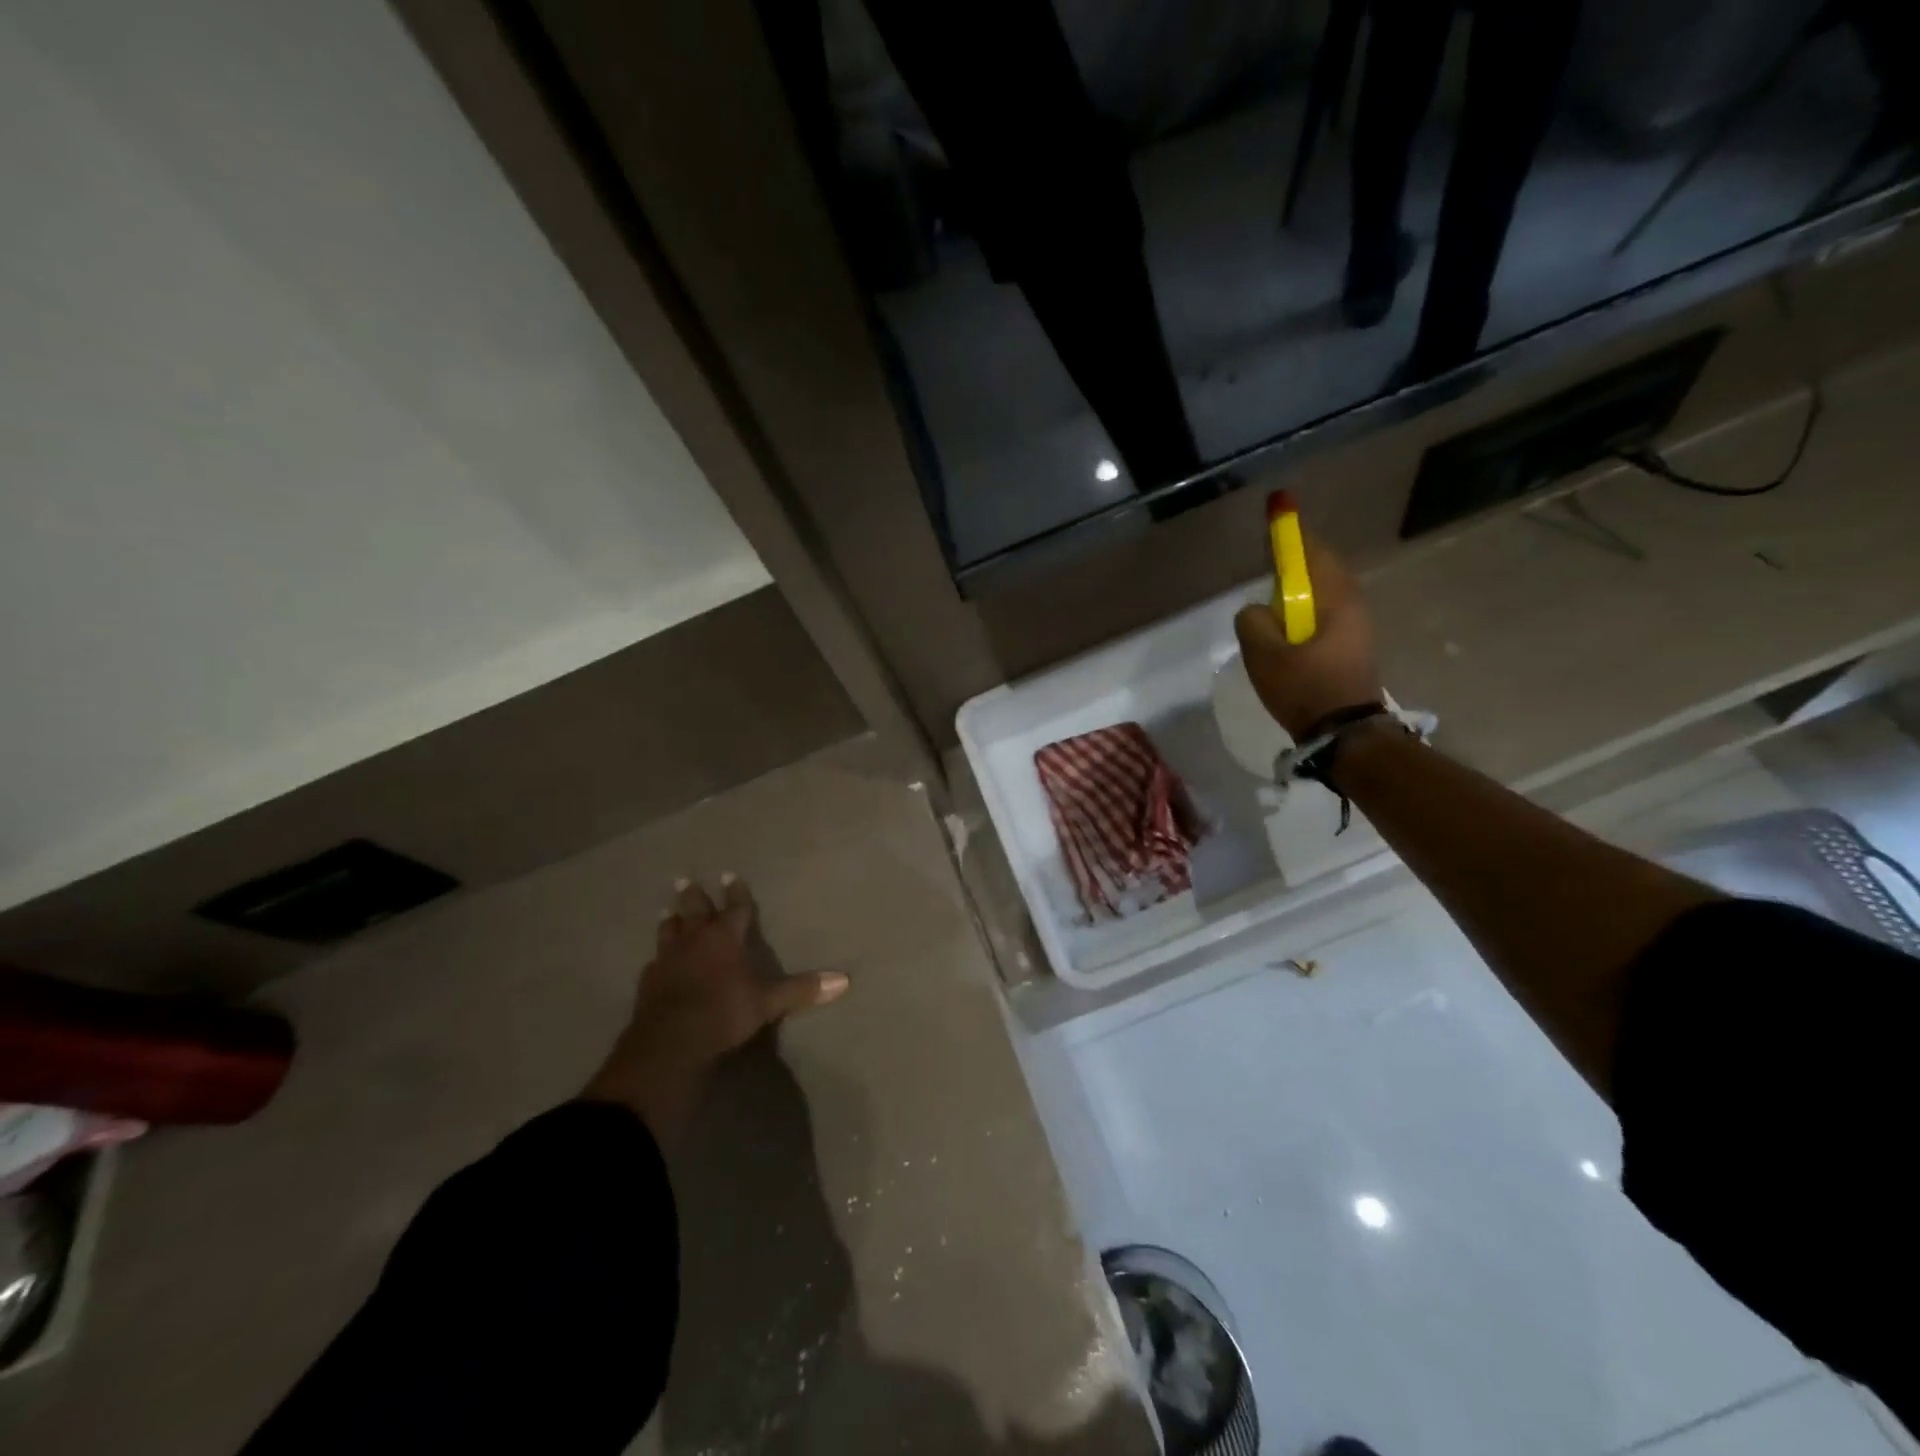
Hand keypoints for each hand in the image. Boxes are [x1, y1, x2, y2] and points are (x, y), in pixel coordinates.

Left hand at [584, 876, 847, 1148]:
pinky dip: (658, 958)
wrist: (672, 1040)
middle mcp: (696, 940)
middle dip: (693, 895)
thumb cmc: (725, 1012)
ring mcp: (669, 959)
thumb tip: (844, 980)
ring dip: (671, 920)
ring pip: (669, 931)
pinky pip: (654, 962)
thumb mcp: (768, 1002)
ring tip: (667, 911)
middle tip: (685, 879)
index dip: (735, 892)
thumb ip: (802, 989)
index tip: (730, 875)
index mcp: (725, 938)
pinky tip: (656, 961)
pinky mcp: (649, 982)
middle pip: (695, 910)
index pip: (735, 908)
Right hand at [1233, 528, 1382, 740]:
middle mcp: (1352, 604)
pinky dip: (1304, 609)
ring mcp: (1356, 626)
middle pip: (1320, 568)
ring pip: (1323, 592)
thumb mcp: (1264, 654)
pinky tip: (1287, 627)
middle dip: (1294, 560)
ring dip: (1299, 588)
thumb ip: (1253, 621)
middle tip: (1268, 559)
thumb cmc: (1305, 688)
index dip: (1290, 532)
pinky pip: (1324, 613)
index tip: (1278, 509)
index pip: (1311, 551)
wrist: (1344, 734)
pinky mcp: (1351, 646)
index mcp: (1335, 598)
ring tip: (1272, 600)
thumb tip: (1256, 610)